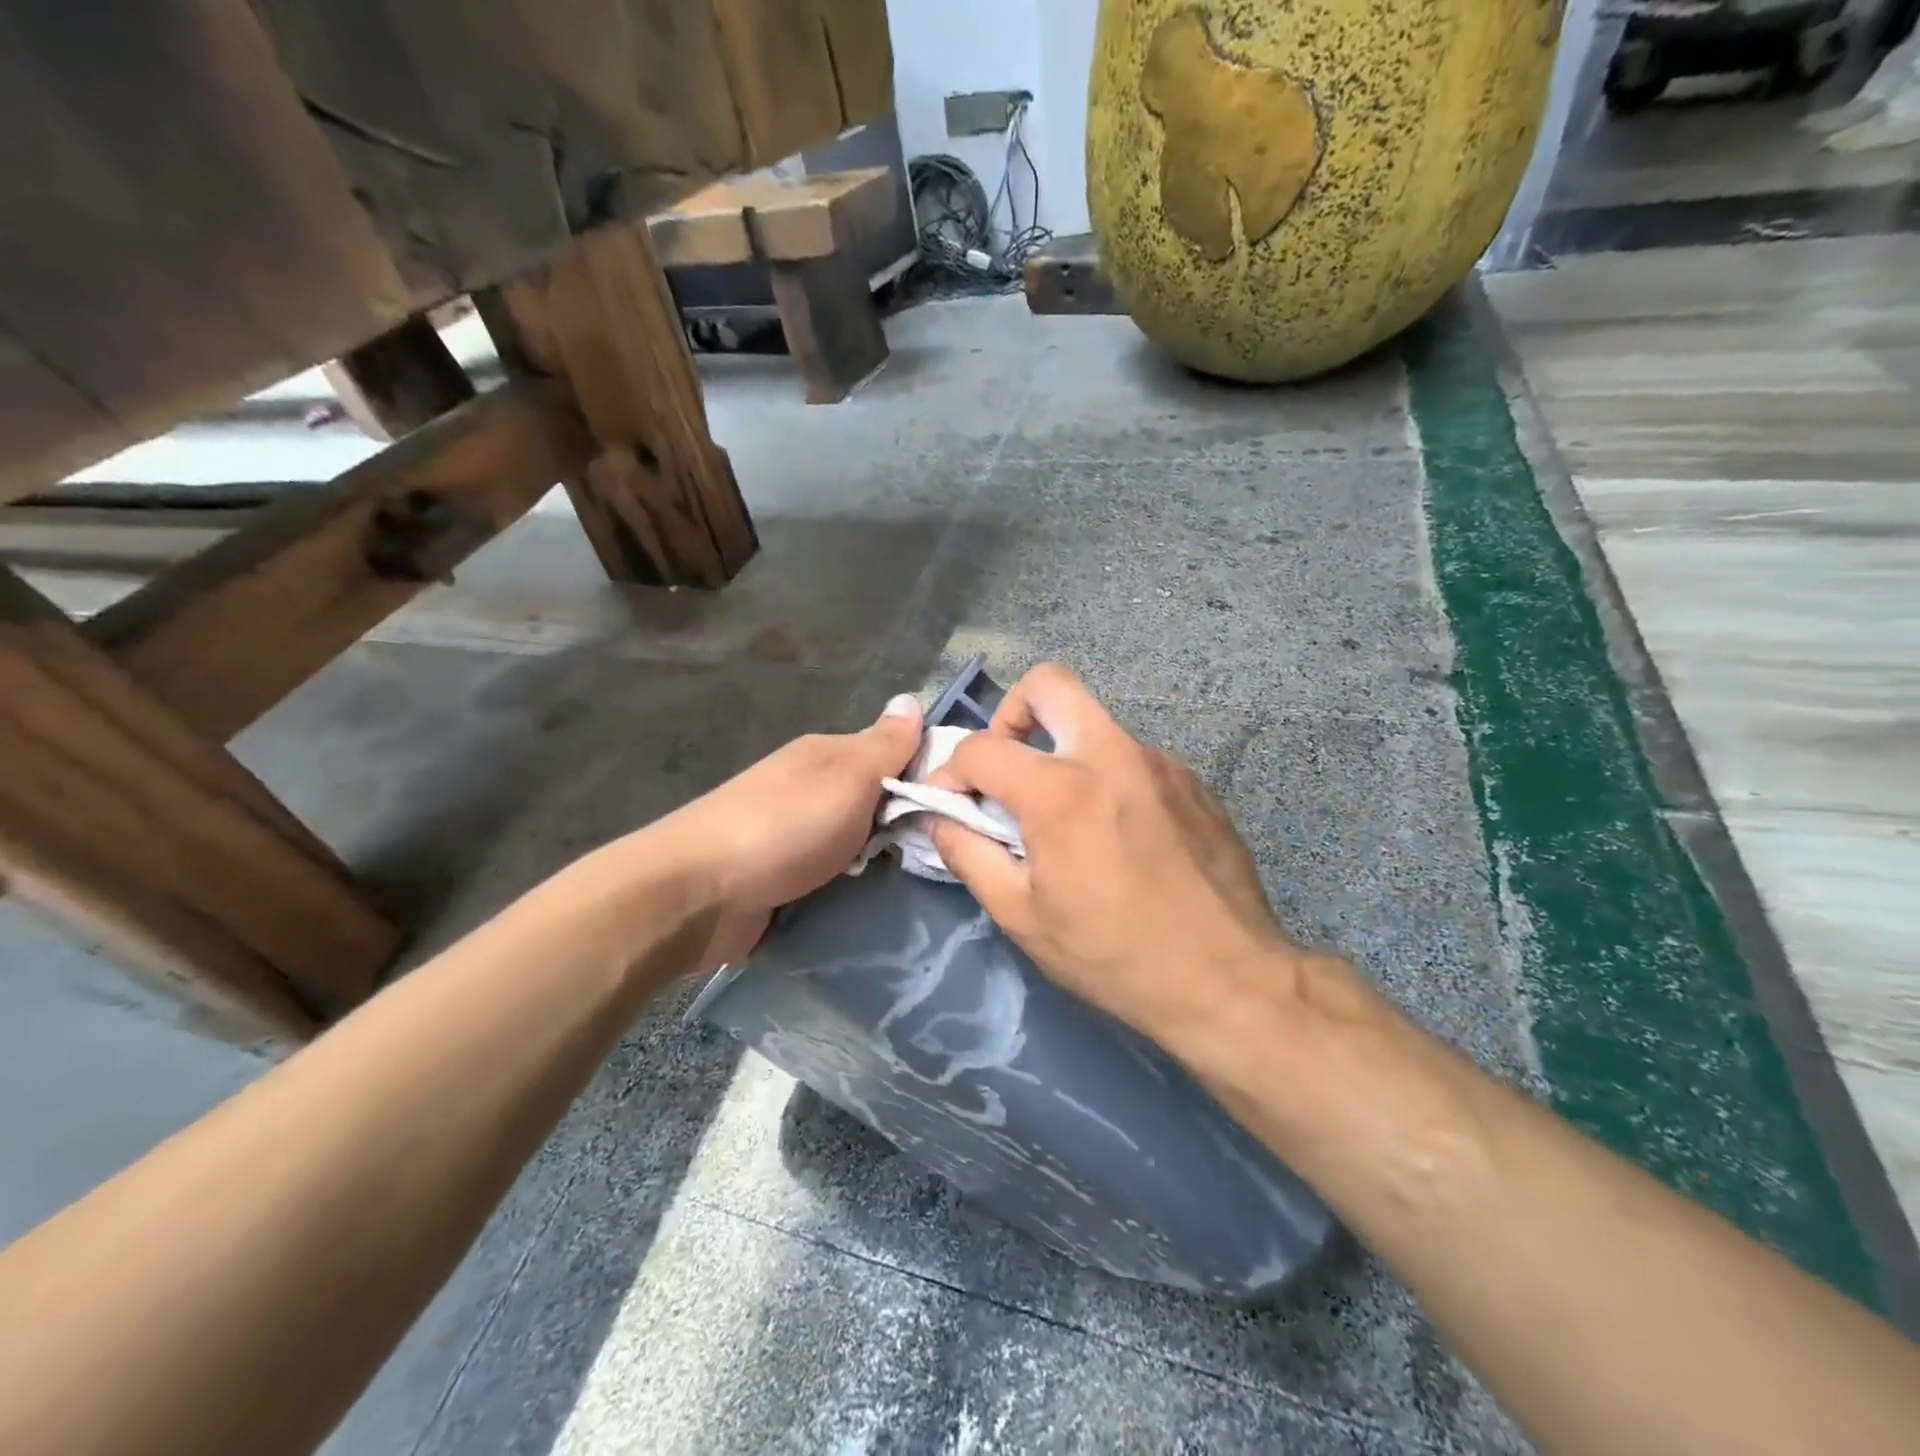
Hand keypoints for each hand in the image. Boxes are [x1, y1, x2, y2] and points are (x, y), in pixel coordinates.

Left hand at [660, 693, 923, 967]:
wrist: (696, 894)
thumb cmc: (783, 827)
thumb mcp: (847, 779)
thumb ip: (884, 745)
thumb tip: (912, 698)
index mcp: (827, 755)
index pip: (893, 754)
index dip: (929, 775)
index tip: (965, 806)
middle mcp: (812, 789)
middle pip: (876, 801)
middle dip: (907, 824)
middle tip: (950, 850)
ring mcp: (795, 835)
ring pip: (857, 842)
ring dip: (880, 860)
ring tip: (924, 882)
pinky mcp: (783, 878)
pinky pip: (834, 877)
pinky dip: (852, 887)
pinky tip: (879, 902)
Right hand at [928, 664, 1297, 1040]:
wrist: (1229, 979)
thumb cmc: (1114, 954)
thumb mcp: (1022, 916)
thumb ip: (968, 854)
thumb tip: (942, 818)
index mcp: (1061, 789)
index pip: (982, 747)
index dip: (950, 771)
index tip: (950, 803)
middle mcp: (1112, 754)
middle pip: (1049, 684)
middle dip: (1011, 714)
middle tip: (1008, 768)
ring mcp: (1160, 762)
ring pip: (1094, 724)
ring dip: (1063, 753)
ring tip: (1067, 819)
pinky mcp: (1193, 781)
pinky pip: (1133, 758)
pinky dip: (1107, 779)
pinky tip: (1119, 836)